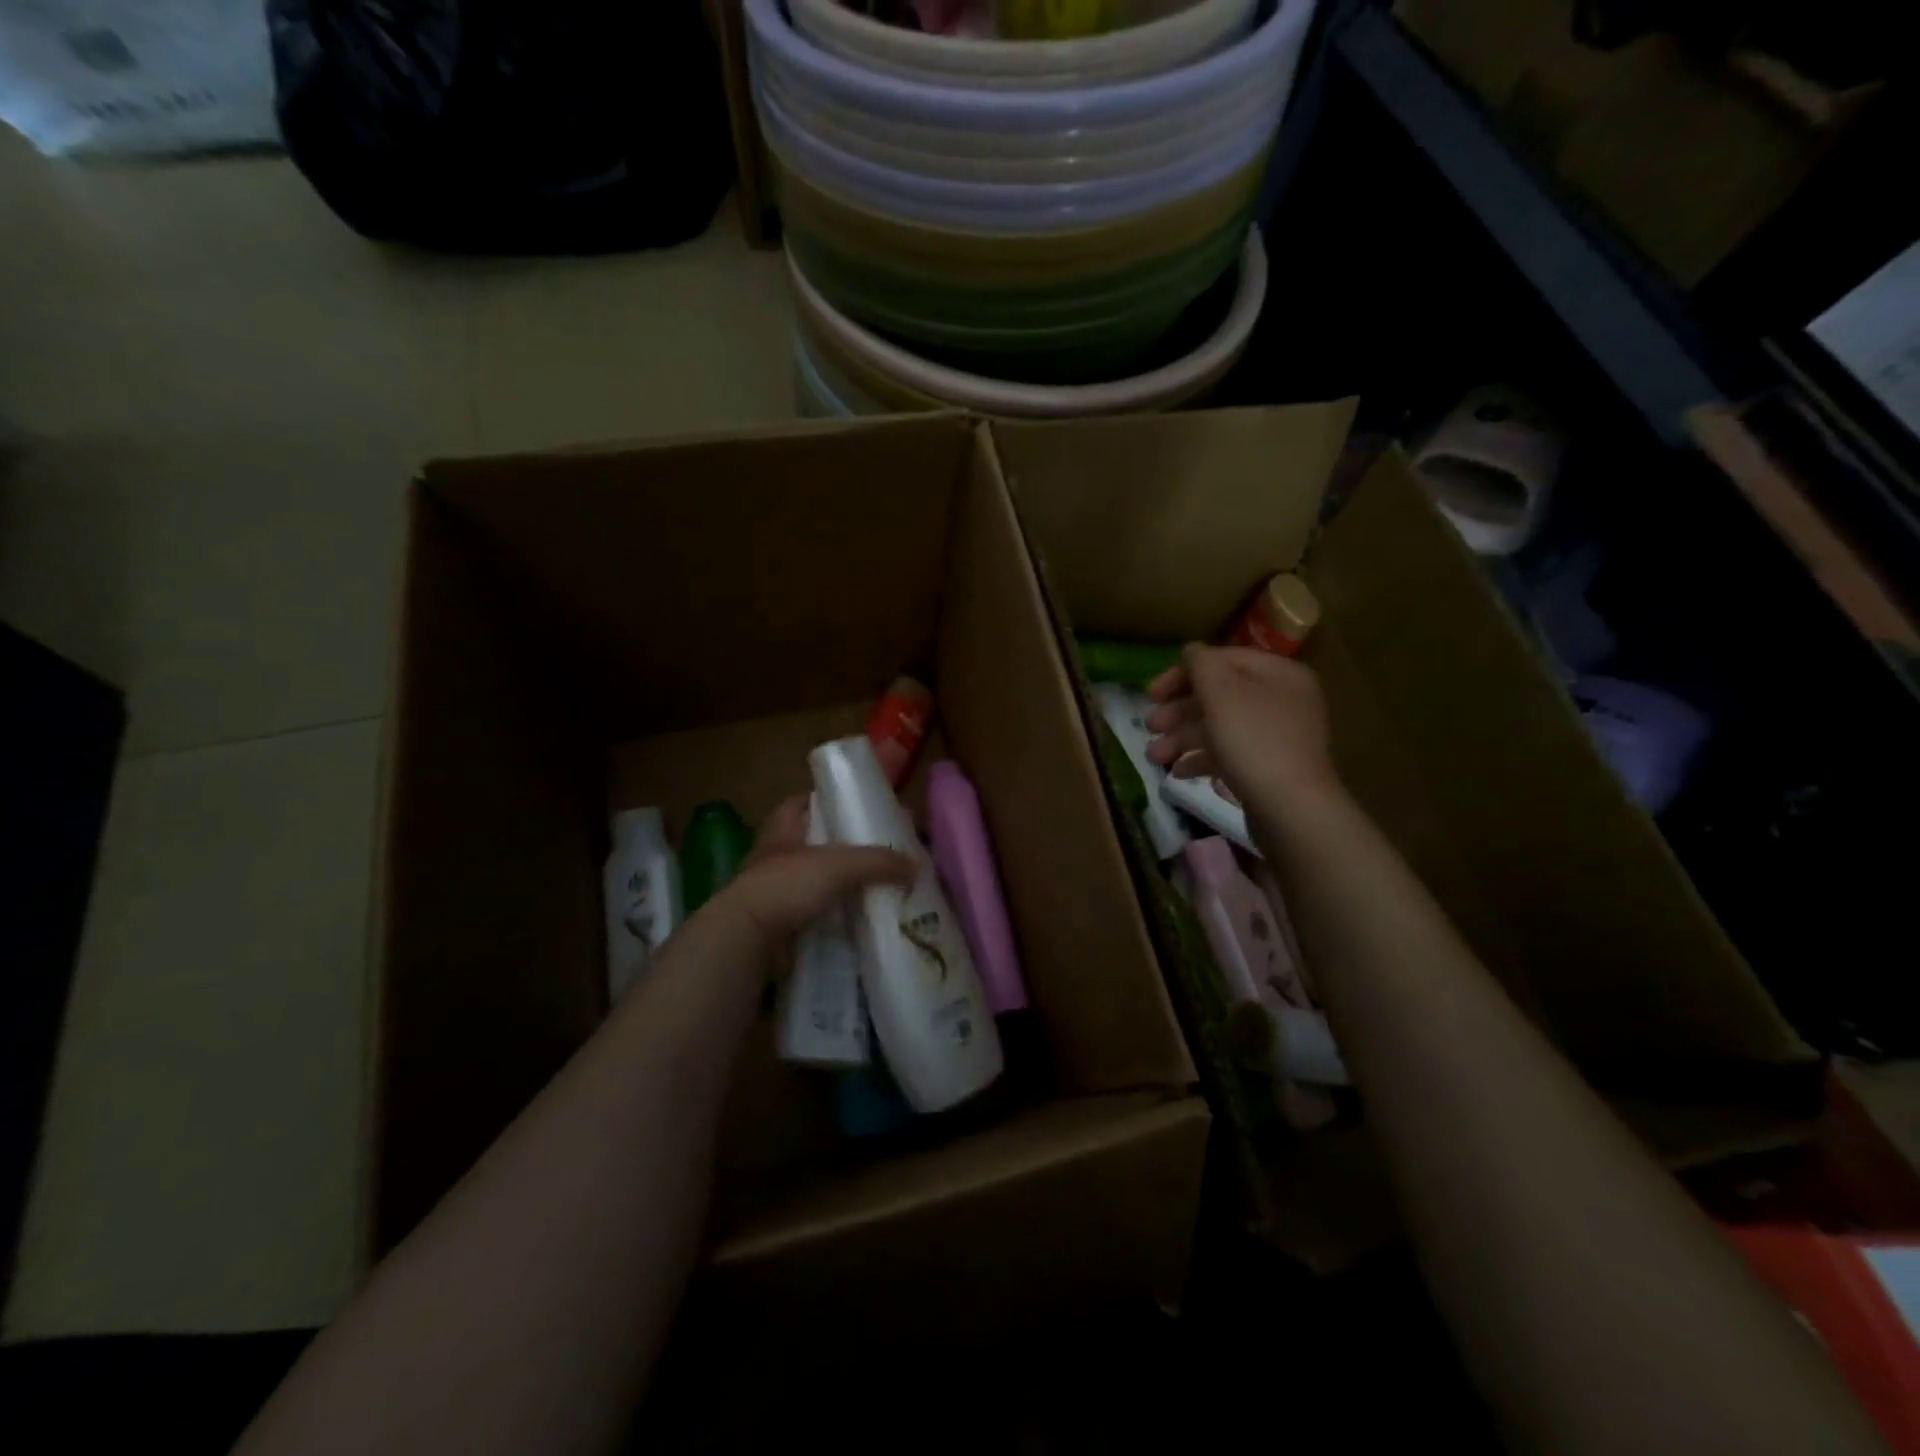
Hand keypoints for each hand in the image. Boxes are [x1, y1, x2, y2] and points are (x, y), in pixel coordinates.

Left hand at [714, 796, 913, 963]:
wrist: (747, 938)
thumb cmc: (788, 884)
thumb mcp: (841, 864)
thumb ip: (879, 861)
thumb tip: (916, 865)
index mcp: (781, 829)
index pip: (799, 802)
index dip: (822, 799)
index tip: (850, 805)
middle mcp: (773, 856)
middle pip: (809, 842)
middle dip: (837, 846)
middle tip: (874, 851)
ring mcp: (772, 892)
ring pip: (810, 880)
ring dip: (835, 884)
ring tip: (871, 887)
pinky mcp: (776, 924)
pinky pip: (810, 914)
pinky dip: (830, 917)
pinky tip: (855, 921)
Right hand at [1144, 645, 1338, 810]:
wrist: (1291, 809)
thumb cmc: (1253, 741)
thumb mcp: (1221, 692)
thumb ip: (1202, 664)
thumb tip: (1191, 651)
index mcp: (1278, 673)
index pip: (1222, 660)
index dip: (1182, 673)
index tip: (1151, 694)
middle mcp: (1281, 699)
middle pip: (1218, 695)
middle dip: (1178, 711)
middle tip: (1149, 726)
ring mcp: (1276, 735)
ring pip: (1219, 726)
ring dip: (1182, 738)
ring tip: (1154, 757)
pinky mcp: (1268, 767)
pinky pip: (1228, 753)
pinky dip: (1200, 759)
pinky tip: (1178, 773)